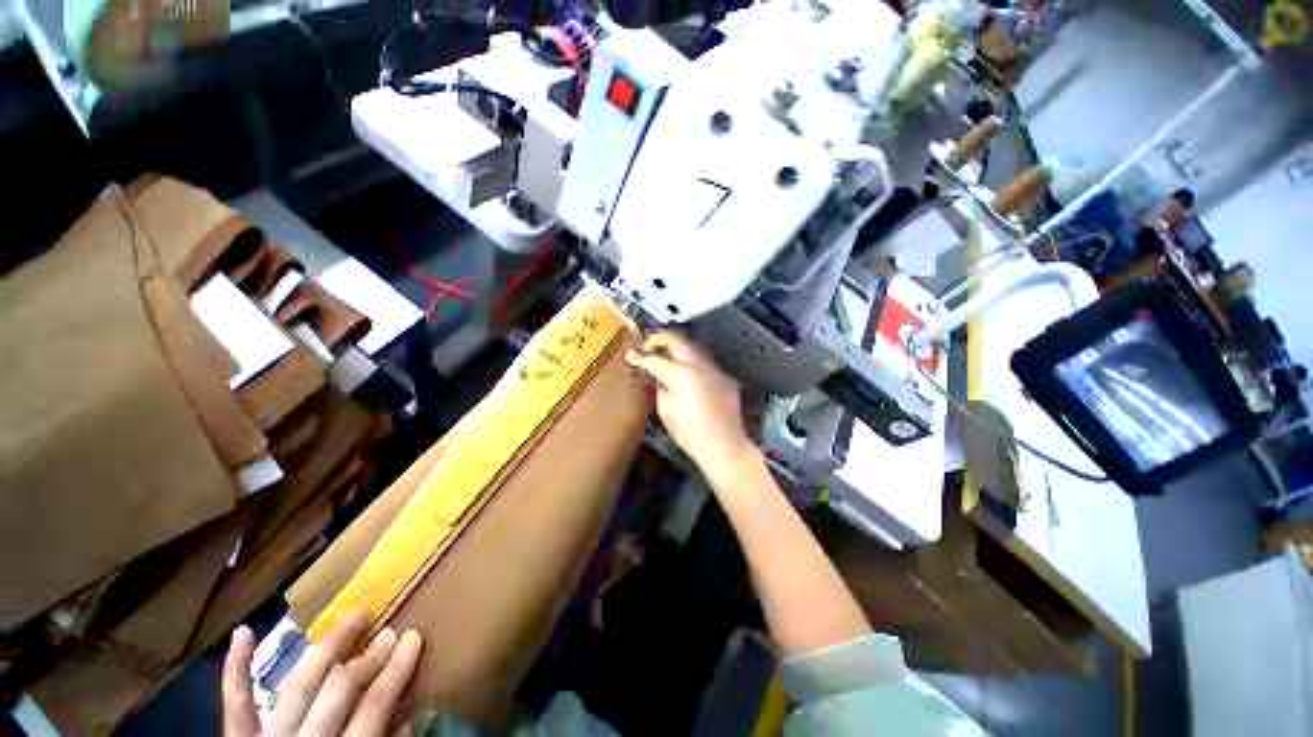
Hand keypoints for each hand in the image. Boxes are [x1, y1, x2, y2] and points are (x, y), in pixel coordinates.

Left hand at [223, 614, 421, 736]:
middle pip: (337, 691)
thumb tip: (410, 711)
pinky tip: (244, 632)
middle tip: (388, 631)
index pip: (373, 707)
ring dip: (325, 648)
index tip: (414, 638)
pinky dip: (235, 669)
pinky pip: (236, 705)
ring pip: (296, 686)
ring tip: (352, 616)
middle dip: (367, 659)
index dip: (396, 670)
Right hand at [625, 331, 754, 482]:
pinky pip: (704, 362)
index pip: (656, 359)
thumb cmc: (690, 434)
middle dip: (660, 339)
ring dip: (677, 347)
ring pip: (693, 347)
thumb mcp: (666, 412)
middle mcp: (700, 365)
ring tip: (665, 356)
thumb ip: (660, 387)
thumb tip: (658, 374)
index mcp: (683, 376)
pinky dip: (690, 361)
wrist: (725, 447)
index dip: (641, 356)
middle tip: (648, 346)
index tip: (631, 354)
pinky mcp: (724, 376)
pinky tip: (685, 373)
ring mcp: (715, 369)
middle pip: (678, 340)